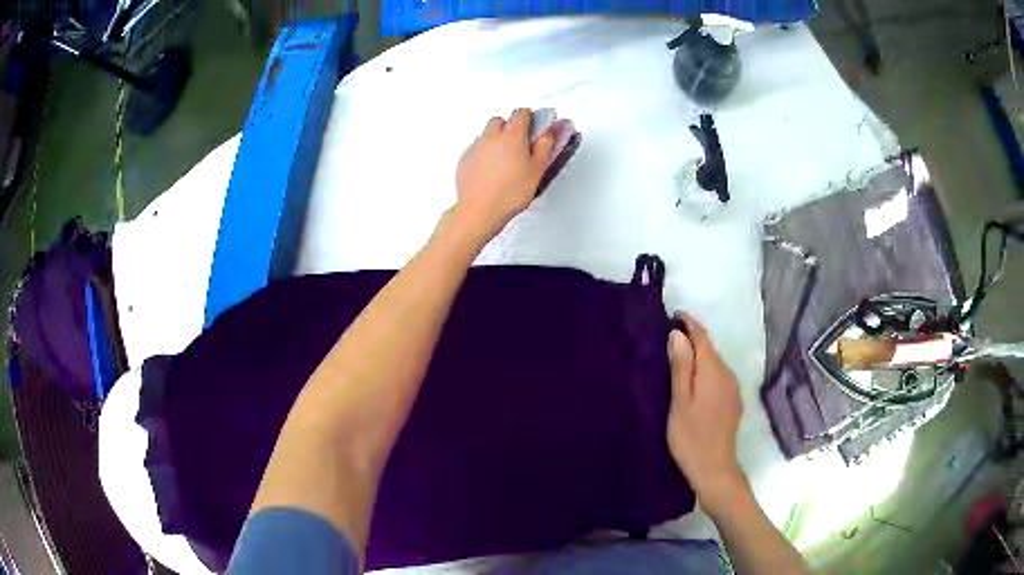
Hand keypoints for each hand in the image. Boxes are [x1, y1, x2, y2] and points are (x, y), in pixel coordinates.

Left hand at [454, 109, 554, 240]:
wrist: (481, 210)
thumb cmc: (509, 192)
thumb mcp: (538, 169)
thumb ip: (545, 146)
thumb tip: (548, 133)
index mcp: (512, 135)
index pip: (521, 113)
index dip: (531, 118)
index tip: (536, 126)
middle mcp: (491, 136)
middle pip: (501, 120)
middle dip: (511, 127)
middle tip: (521, 143)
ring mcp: (476, 147)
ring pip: (487, 134)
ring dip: (497, 140)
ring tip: (506, 159)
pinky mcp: (465, 159)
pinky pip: (477, 149)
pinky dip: (485, 153)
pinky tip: (493, 170)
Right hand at [666, 313, 746, 516]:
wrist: (715, 469)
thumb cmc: (691, 437)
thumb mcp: (679, 402)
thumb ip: (680, 367)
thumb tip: (678, 334)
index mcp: (713, 371)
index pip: (703, 337)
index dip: (689, 323)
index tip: (674, 314)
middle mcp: (727, 374)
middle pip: (710, 349)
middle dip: (693, 338)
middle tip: (670, 336)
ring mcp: (733, 389)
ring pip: (715, 363)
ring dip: (699, 356)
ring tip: (678, 358)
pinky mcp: (733, 401)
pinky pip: (719, 376)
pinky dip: (706, 370)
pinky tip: (695, 382)